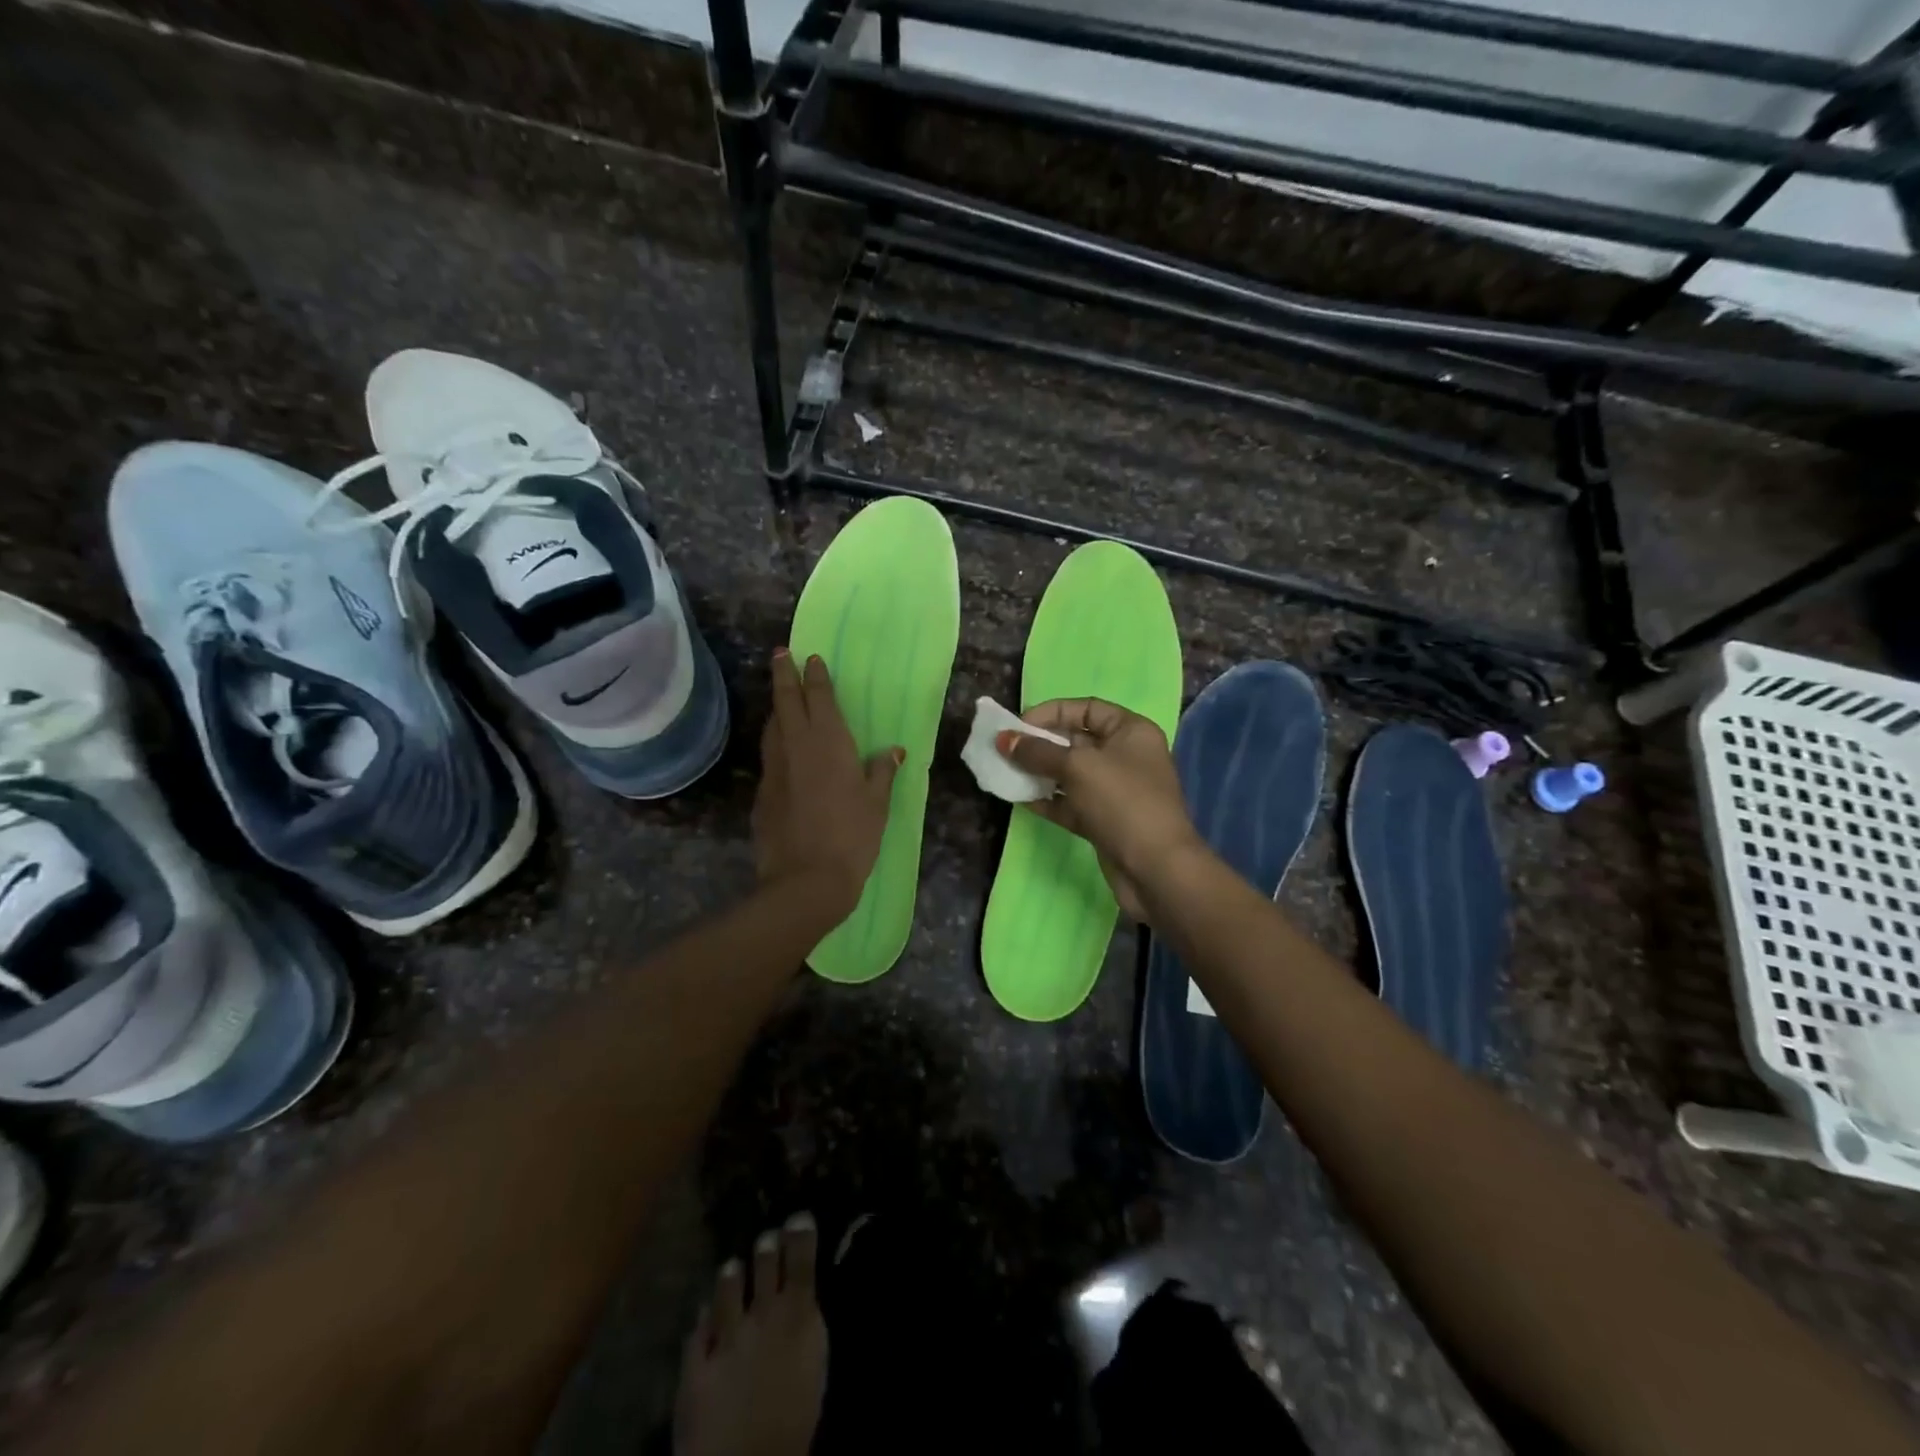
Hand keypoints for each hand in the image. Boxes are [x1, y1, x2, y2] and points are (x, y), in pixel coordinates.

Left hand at [753, 649, 902, 923]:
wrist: (806, 879)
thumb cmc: (852, 836)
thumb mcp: (877, 803)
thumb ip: (882, 772)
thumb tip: (893, 751)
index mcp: (829, 742)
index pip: (818, 697)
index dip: (814, 676)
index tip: (810, 658)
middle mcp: (797, 745)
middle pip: (785, 700)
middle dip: (783, 674)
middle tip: (780, 655)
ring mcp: (774, 768)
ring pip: (772, 726)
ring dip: (776, 707)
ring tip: (781, 697)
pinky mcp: (762, 791)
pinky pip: (769, 756)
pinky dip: (775, 743)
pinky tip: (782, 751)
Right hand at [996, 698, 1202, 922]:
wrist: (1156, 869)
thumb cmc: (1122, 802)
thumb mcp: (1078, 767)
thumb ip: (1038, 752)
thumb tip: (1003, 739)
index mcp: (1131, 731)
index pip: (1087, 708)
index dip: (1052, 712)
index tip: (1019, 725)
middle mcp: (1126, 756)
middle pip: (1076, 740)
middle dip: (1040, 744)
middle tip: (1005, 750)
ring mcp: (1116, 791)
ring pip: (1070, 774)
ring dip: (1039, 773)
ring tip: (1005, 772)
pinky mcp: (1105, 821)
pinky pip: (1070, 803)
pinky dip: (1048, 800)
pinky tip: (1019, 799)